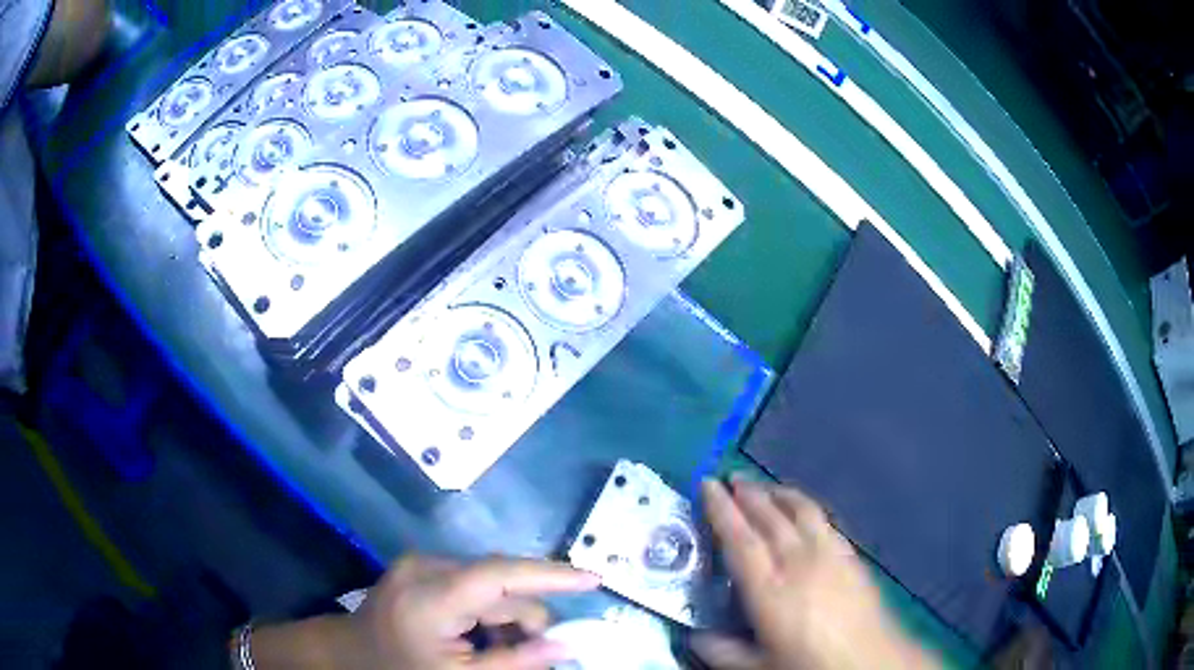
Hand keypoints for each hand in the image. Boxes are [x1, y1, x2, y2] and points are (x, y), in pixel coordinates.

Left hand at [252, 556, 599, 669]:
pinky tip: (478, 637)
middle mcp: (427, 567)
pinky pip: (473, 585)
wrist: (347, 654)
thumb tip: (567, 644)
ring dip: (506, 618)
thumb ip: (516, 661)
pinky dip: (487, 612)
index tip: (594, 580)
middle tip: (533, 654)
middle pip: (502, 585)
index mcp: (430, 598)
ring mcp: (421, 563)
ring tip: (492, 651)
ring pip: (491, 585)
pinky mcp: (421, 567)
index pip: (500, 574)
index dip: (550, 575)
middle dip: (526, 619)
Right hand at [692, 480, 936, 669]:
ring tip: (763, 487)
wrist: (870, 660)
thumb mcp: (759, 667)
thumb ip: (724, 652)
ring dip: (779, 493)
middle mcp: (798, 562)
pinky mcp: (850, 555)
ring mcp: (829, 554)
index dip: (721, 510)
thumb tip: (695, 636)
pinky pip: (825, 520)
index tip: (707, 485)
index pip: (740, 540)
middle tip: (730, 478)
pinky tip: (803, 510)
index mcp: (770, 590)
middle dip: (748, 494)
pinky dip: (808, 507)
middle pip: (770, 517)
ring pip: (801, 511)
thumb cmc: (810, 665)